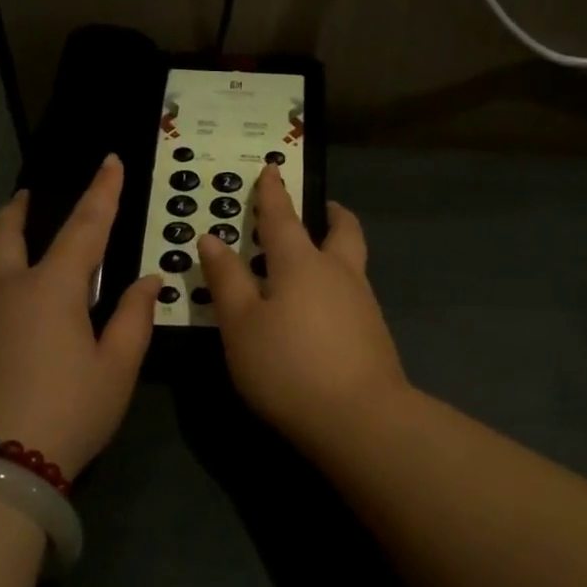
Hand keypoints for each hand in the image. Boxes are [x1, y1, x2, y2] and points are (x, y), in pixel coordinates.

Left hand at [0, 155, 160, 477]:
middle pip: (6, 233)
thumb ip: (133, 319)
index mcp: (52, 288)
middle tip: (28, 195)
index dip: (102, 192)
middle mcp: (6, 290)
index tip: (110, 161)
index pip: (84, 226)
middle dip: (21, 209)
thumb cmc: (66, 413)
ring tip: (9, 237)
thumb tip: (147, 281)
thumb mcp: (115, 370)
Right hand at [196, 165, 408, 448]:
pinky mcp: (374, 332)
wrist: (359, 418)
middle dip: (330, 213)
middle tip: (322, 207)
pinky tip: (323, 308)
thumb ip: (227, 280)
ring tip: (315, 258)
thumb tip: (212, 238)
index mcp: (301, 263)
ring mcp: (363, 302)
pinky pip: (354, 292)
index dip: (272, 193)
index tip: (271, 169)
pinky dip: (338, 283)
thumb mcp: (241, 325)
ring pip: (352, 261)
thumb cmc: (287, 366)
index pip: (283, 217)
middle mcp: (339, 273)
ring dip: (337, 247)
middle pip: (342, 230)